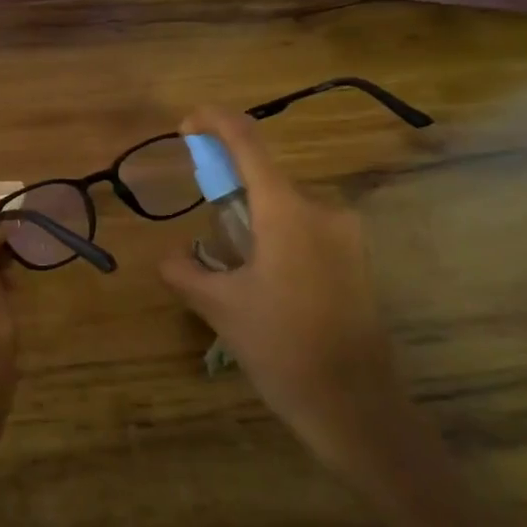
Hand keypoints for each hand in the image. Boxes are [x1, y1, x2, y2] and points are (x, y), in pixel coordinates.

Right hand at [160, 105, 416, 492]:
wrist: (355, 405)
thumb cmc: (281, 347)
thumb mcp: (219, 307)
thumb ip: (185, 271)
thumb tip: (170, 257)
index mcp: (286, 210)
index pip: (247, 142)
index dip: (216, 122)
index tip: (187, 123)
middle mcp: (322, 209)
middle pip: (265, 180)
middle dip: (229, 192)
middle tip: (205, 233)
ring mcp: (346, 235)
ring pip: (285, 209)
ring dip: (254, 224)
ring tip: (235, 274)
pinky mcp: (357, 260)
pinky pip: (306, 232)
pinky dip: (277, 241)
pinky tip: (266, 286)